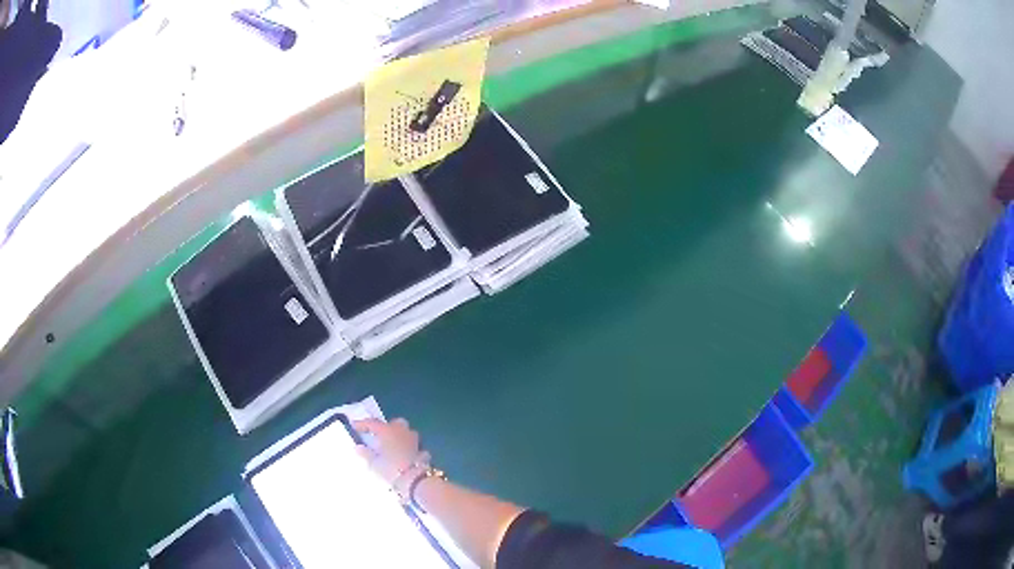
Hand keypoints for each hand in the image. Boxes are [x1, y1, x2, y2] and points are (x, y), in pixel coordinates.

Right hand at [354, 418, 429, 489]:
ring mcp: (414, 440)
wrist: (415, 480)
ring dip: (399, 436)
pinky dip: (407, 448)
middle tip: (378, 435)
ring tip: (391, 446)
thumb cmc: (391, 469)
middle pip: (395, 423)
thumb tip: (359, 447)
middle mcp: (402, 432)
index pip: (372, 423)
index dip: (362, 424)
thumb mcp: (374, 463)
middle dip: (387, 427)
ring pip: (406, 432)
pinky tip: (403, 455)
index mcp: (387, 431)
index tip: (354, 425)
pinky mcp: (422, 451)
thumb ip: (365, 454)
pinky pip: (413, 445)